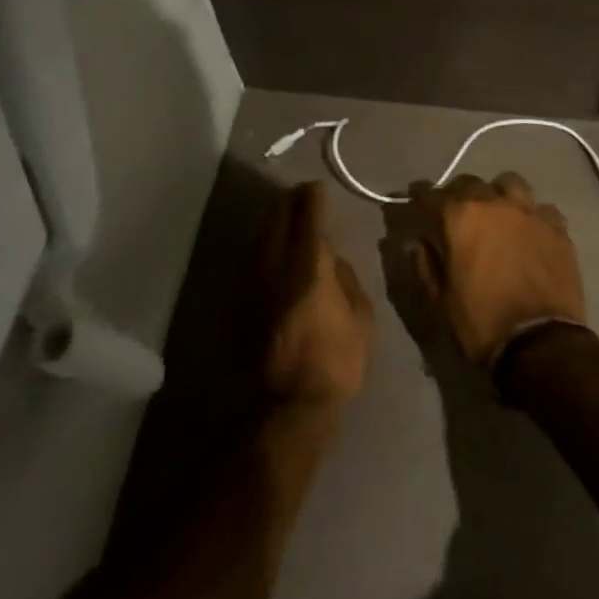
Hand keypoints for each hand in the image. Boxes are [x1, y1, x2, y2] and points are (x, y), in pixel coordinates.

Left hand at [262, 183, 375, 412]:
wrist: (284, 410)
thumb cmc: (335, 363)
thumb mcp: (362, 318)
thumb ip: (347, 279)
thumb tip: (333, 260)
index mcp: (309, 264)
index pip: (307, 214)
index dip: (313, 196)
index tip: (317, 188)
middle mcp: (273, 265)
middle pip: (276, 219)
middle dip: (288, 203)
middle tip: (300, 197)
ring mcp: (249, 285)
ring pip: (258, 240)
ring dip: (272, 225)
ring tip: (284, 220)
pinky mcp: (236, 305)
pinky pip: (250, 264)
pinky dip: (262, 252)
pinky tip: (271, 257)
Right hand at [405, 172, 585, 367]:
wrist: (540, 342)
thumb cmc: (482, 322)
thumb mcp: (442, 300)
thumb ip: (426, 264)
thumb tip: (416, 241)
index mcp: (461, 217)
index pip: (431, 194)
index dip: (419, 196)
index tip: (414, 198)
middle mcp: (495, 203)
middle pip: (470, 183)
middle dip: (457, 194)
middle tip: (454, 211)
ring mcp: (530, 212)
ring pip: (510, 184)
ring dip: (498, 194)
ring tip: (496, 212)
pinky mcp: (557, 227)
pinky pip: (540, 208)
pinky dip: (530, 215)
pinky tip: (529, 231)